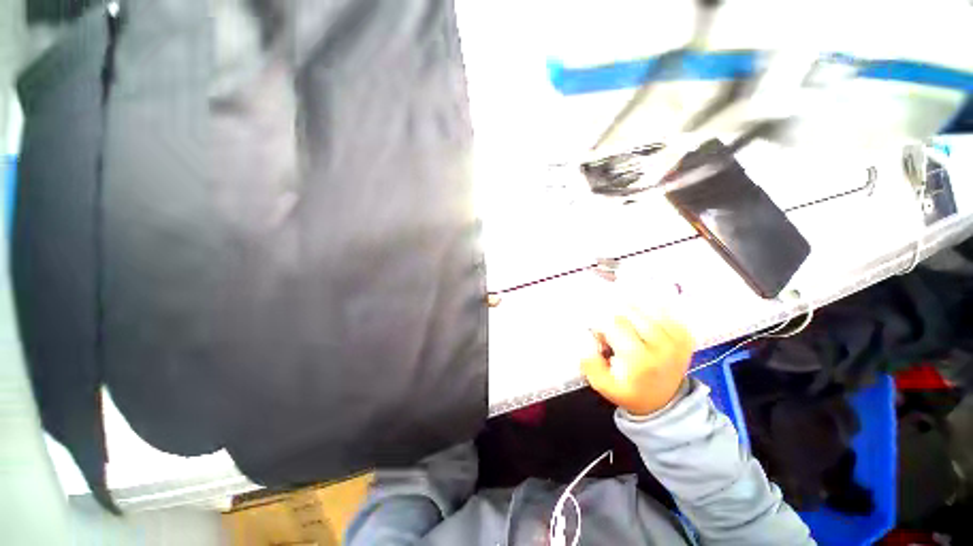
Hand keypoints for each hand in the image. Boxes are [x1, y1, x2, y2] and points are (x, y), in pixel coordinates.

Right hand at [581, 313, 693, 416]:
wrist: (663, 401)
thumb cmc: (629, 390)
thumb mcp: (602, 384)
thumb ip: (589, 361)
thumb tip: (587, 337)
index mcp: (639, 359)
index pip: (616, 323)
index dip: (602, 323)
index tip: (599, 333)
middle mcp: (661, 346)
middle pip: (631, 312)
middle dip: (615, 315)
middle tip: (611, 326)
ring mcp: (677, 339)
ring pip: (647, 307)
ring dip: (631, 309)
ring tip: (625, 320)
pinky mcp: (685, 335)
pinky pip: (665, 311)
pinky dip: (649, 308)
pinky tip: (641, 316)